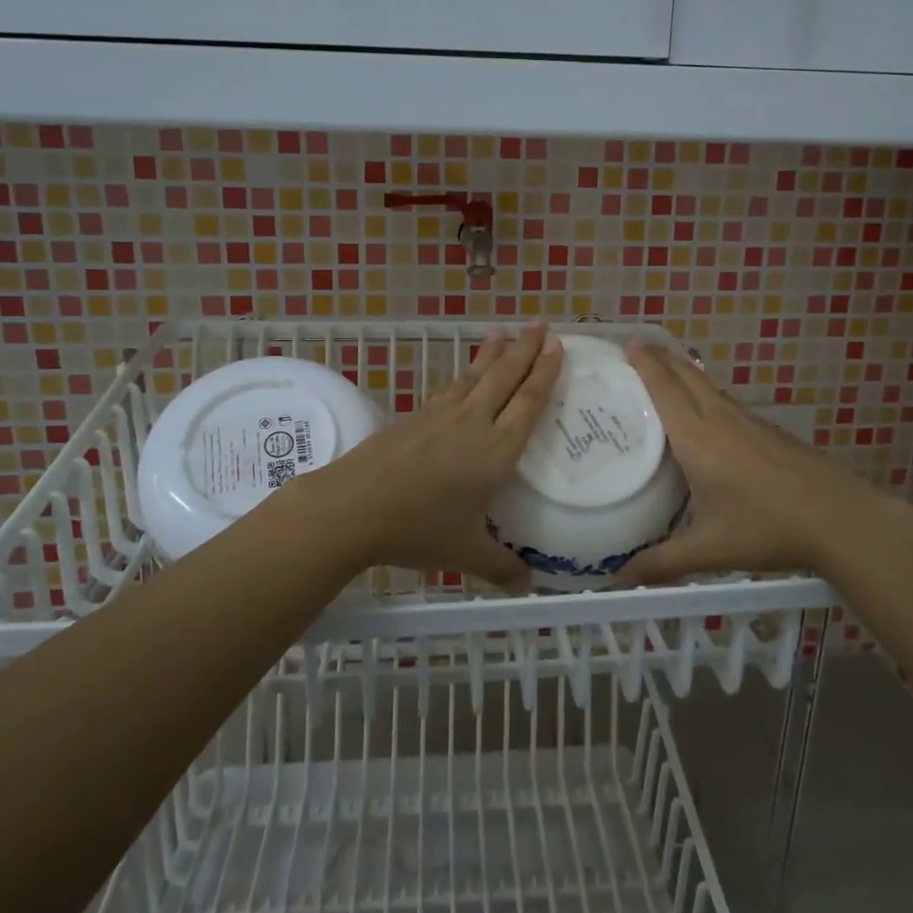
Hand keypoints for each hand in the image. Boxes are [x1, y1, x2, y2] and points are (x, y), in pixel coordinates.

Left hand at [300, 322, 563, 590]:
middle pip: (505, 377)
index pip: (529, 402)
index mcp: (496, 450)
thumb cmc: (418, 528)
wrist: (354, 506)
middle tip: (542, 324)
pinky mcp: (415, 416)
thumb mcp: (466, 552)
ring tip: (506, 333)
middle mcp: (473, 423)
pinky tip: (465, 374)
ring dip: (494, 353)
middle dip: (526, 349)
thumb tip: (528, 587)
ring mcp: (441, 415)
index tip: (558, 346)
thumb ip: (501, 567)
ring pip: (475, 376)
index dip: (546, 373)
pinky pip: (450, 387)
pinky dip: (465, 373)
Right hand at [614, 341, 898, 585]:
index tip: (627, 342)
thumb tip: (618, 580)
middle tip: (637, 347)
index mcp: (698, 437)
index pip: (665, 388)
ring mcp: (748, 422)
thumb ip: (662, 563)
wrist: (841, 519)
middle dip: (661, 356)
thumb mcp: (709, 549)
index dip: (645, 363)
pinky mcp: (768, 431)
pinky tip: (706, 411)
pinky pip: (725, 400)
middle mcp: (720, 419)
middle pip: (687, 375)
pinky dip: (705, 391)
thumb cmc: (767, 528)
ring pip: (708, 385)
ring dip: (684, 371)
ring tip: (664, 371)